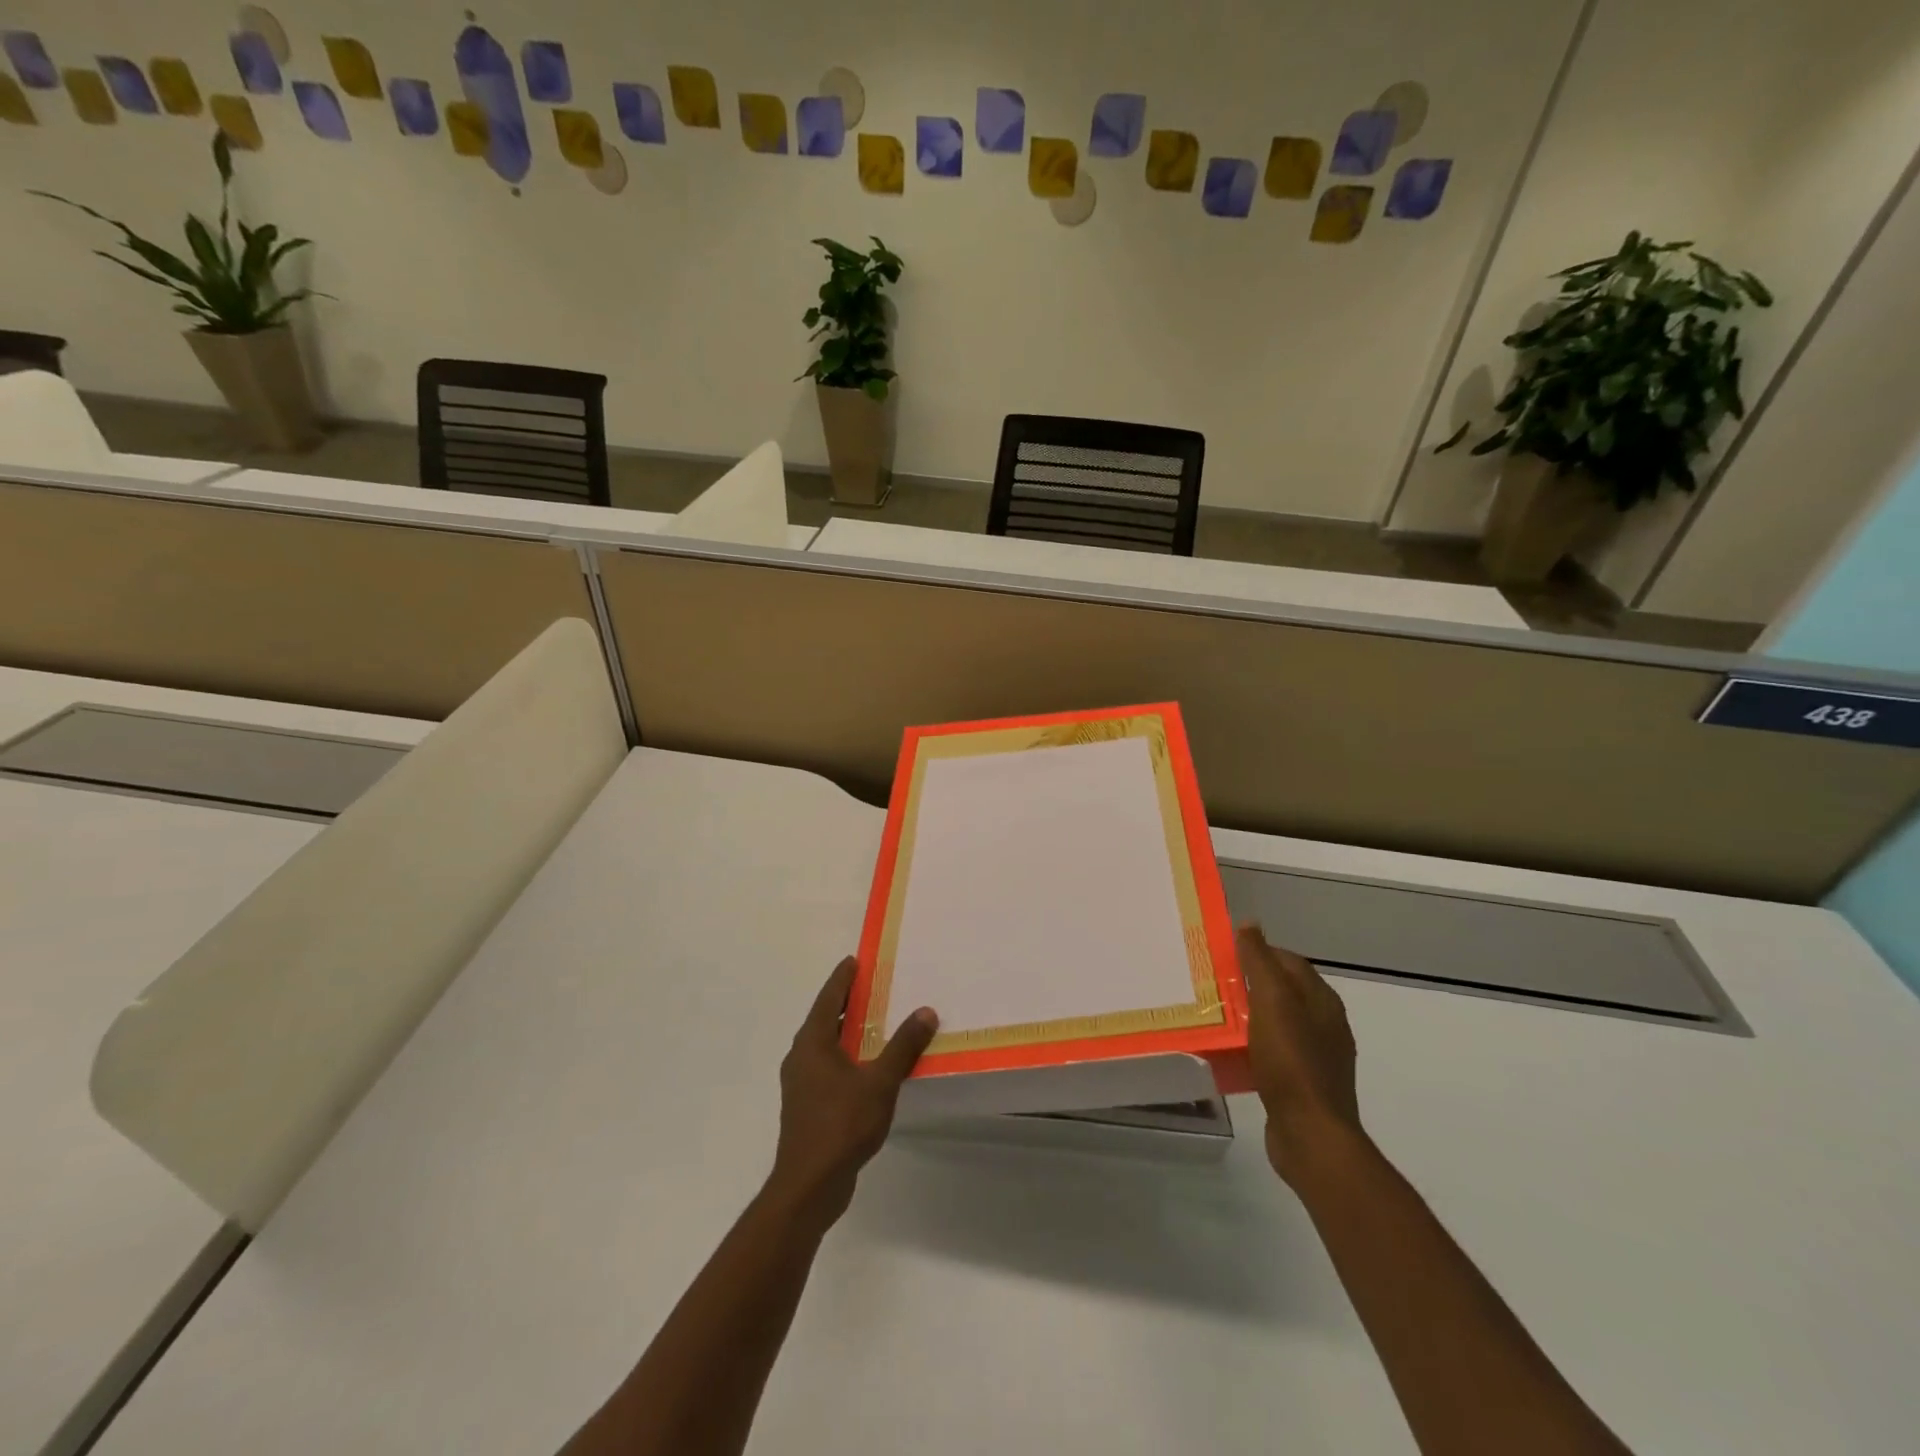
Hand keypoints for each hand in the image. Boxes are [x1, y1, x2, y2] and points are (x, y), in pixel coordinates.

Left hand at [767, 957, 938, 1226]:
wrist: (809, 1185)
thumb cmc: (841, 1125)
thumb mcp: (880, 1082)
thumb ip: (903, 1046)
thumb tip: (925, 1011)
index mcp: (812, 1043)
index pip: (827, 999)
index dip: (842, 979)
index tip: (854, 960)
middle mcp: (801, 1057)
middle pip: (823, 1020)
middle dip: (845, 1003)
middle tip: (871, 987)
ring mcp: (801, 1084)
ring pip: (825, 1046)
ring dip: (846, 1032)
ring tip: (874, 1023)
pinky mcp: (807, 1106)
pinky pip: (828, 1068)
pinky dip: (847, 1057)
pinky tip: (868, 1067)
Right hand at [1240, 924, 1362, 1182]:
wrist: (1311, 1135)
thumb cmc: (1291, 1062)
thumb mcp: (1272, 1002)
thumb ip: (1260, 962)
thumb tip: (1250, 924)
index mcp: (1322, 1001)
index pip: (1289, 961)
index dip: (1258, 953)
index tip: (1223, 955)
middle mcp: (1325, 1025)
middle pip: (1283, 991)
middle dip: (1250, 984)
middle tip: (1214, 983)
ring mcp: (1317, 1057)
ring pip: (1277, 1023)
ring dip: (1250, 1016)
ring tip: (1216, 1015)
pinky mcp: (1303, 1085)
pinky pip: (1274, 1053)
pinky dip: (1253, 1046)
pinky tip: (1231, 1052)